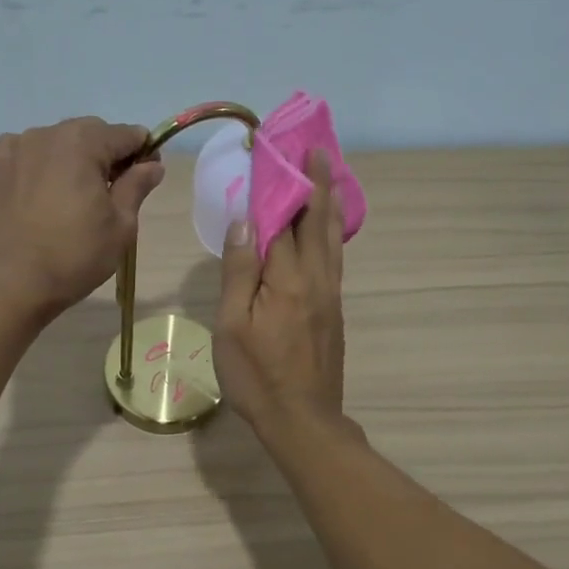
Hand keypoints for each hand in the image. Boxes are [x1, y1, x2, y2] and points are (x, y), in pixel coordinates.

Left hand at [0, 117, 165, 317]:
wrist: (11, 282)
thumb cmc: (75, 255)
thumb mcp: (120, 225)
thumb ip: (137, 186)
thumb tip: (153, 165)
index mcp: (83, 142)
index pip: (127, 134)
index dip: (143, 153)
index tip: (146, 178)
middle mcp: (48, 134)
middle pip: (91, 133)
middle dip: (107, 155)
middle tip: (112, 193)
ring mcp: (16, 147)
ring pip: (58, 142)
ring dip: (73, 159)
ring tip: (74, 197)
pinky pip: (28, 154)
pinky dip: (41, 164)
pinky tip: (42, 192)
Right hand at [214, 149, 345, 435]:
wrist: (303, 419)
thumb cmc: (256, 375)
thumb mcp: (232, 325)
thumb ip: (240, 270)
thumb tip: (247, 219)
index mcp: (287, 278)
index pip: (284, 217)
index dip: (280, 183)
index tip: (277, 150)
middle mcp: (316, 277)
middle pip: (316, 220)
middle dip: (315, 181)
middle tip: (314, 148)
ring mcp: (330, 294)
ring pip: (332, 237)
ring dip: (330, 201)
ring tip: (330, 173)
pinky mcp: (334, 309)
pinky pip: (335, 257)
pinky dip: (333, 231)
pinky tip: (330, 227)